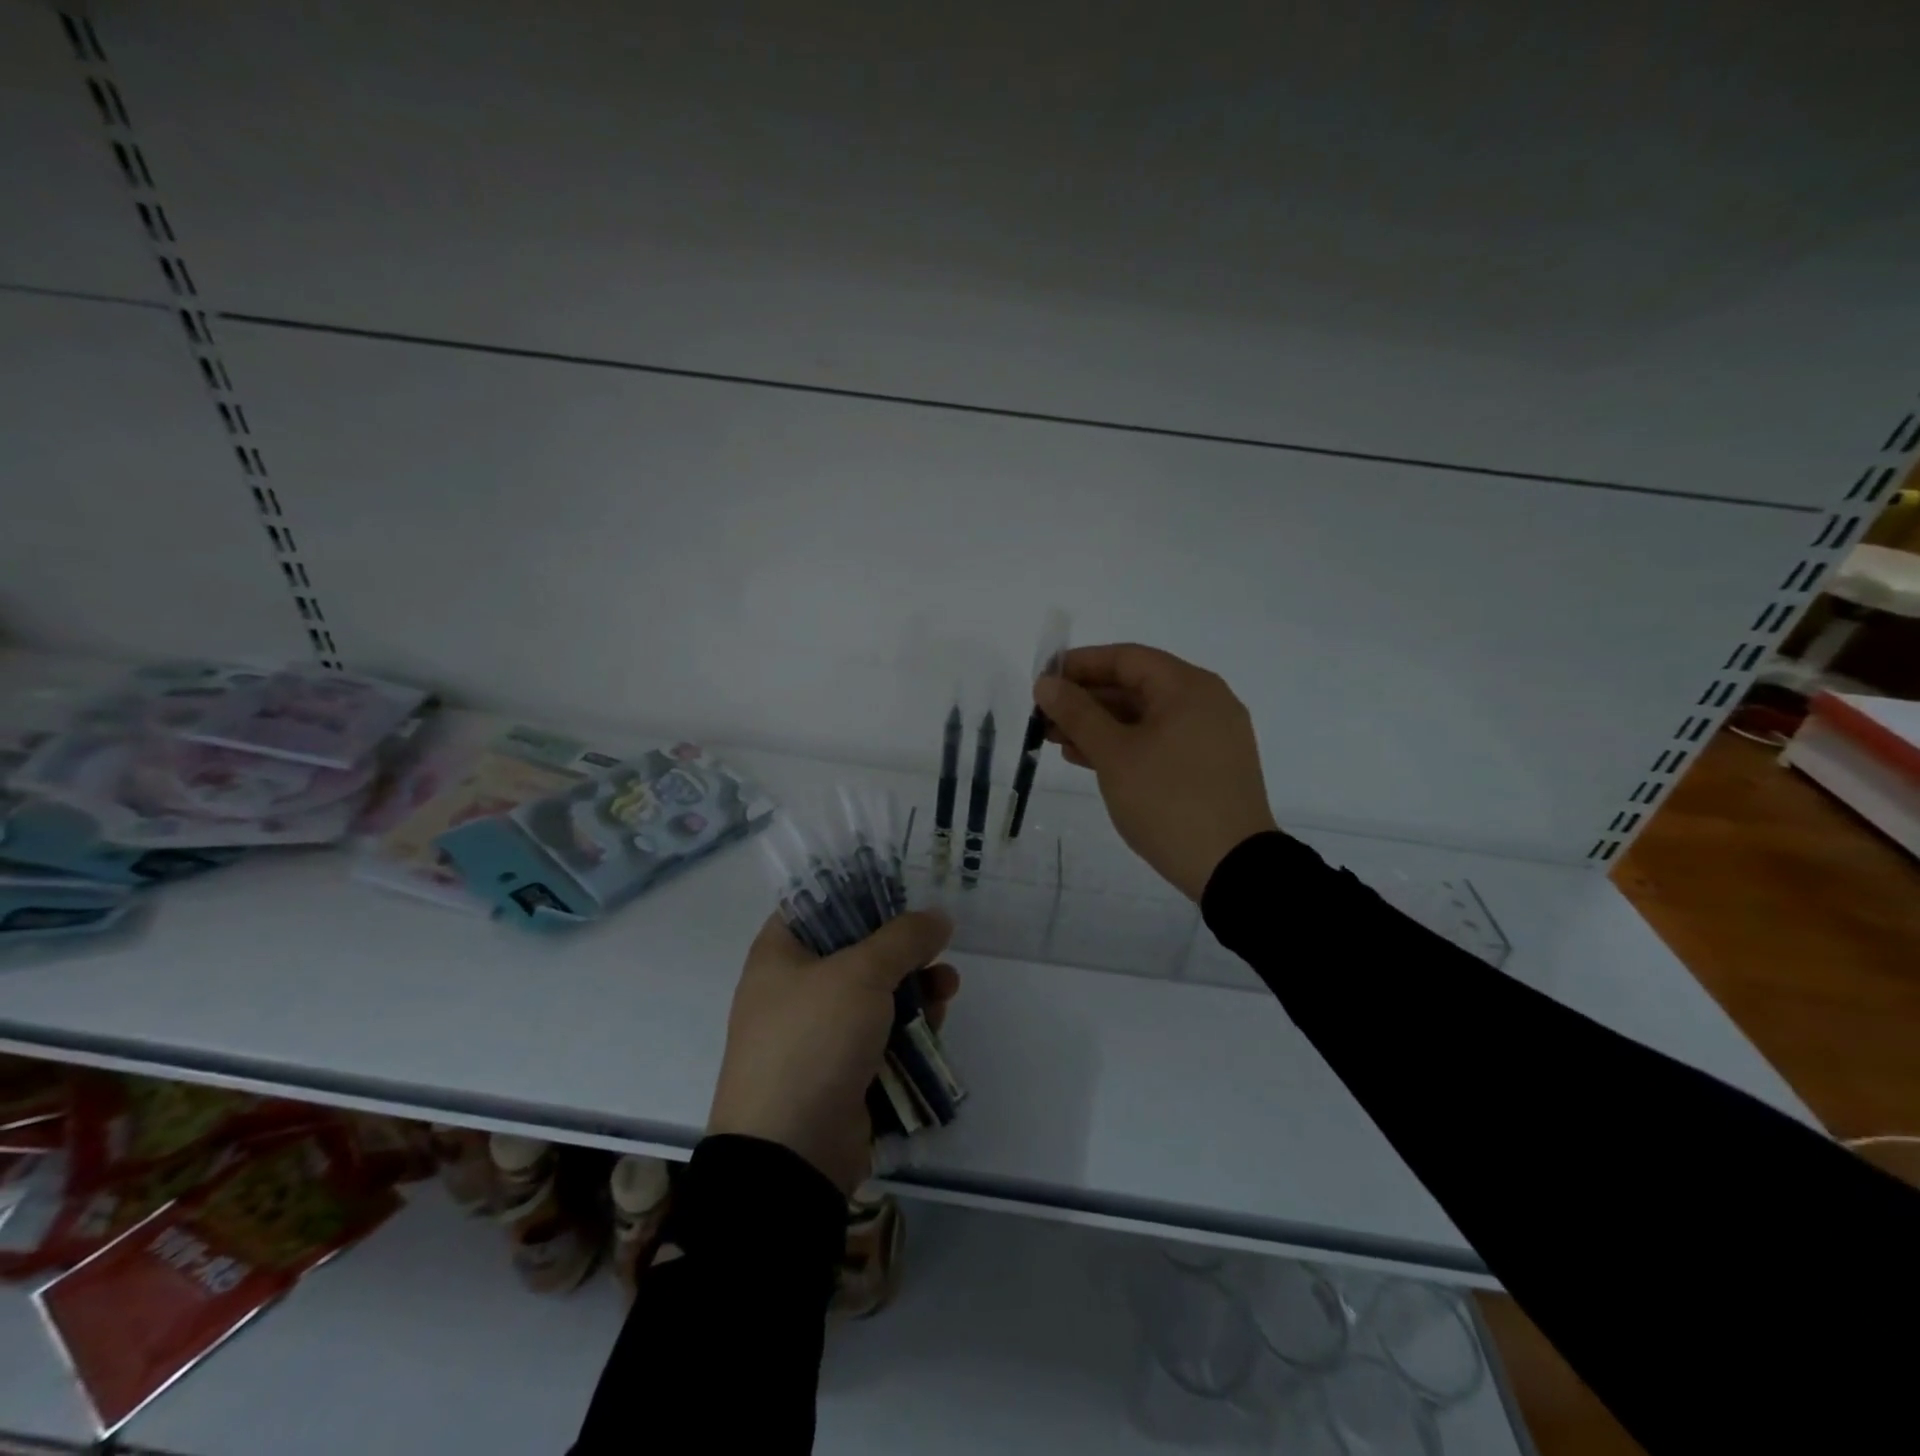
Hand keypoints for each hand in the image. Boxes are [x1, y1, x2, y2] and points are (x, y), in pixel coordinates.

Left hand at [707, 909, 958, 1194]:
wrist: (791, 1154)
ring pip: (876, 993)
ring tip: (948, 986)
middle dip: (902, 948)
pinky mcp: (842, 1069)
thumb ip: (903, 939)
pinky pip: (881, 1034)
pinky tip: (938, 1021)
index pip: (817, 904)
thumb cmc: (814, 1041)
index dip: (859, 892)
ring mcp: (818, 1032)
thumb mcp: (861, 975)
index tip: (902, 891)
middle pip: (855, 949)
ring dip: (915, 987)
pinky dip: (909, 1026)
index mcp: (780, 954)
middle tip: (936, 944)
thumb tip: (937, 917)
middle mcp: (794, 988)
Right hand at [1035, 643, 1277, 901]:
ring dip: (1100, 725)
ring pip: (1145, 717)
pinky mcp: (1209, 765)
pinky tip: (1089, 759)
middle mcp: (1205, 701)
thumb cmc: (1168, 801)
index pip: (1126, 658)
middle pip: (1135, 686)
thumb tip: (1046, 684)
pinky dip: (1125, 745)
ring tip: (1057, 742)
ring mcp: (1210, 735)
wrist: (1232, 868)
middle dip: (1086, 700)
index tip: (1043, 683)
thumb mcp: (1114, 754)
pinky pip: (1159, 741)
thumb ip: (1077, 714)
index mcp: (1188, 687)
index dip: (1079, 666)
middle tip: (1044, 719)